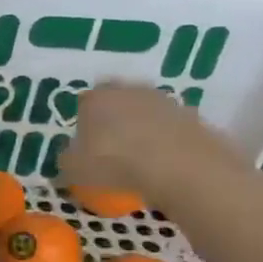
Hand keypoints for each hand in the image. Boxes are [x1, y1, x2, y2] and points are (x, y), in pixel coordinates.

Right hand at [58, 83, 243, 208]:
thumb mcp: (75, 170)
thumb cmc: (115, 163)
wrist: (182, 169)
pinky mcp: (195, 119)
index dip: (84, 121)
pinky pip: (172, 129)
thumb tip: (67, 160)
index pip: (85, 102)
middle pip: (118, 101)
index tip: (85, 142)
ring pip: (147, 112)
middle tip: (111, 146)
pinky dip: (167, 141)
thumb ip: (67, 161)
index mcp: (96, 98)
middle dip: (114, 119)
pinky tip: (164, 163)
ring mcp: (165, 102)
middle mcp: (130, 91)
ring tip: (139, 158)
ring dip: (143, 128)